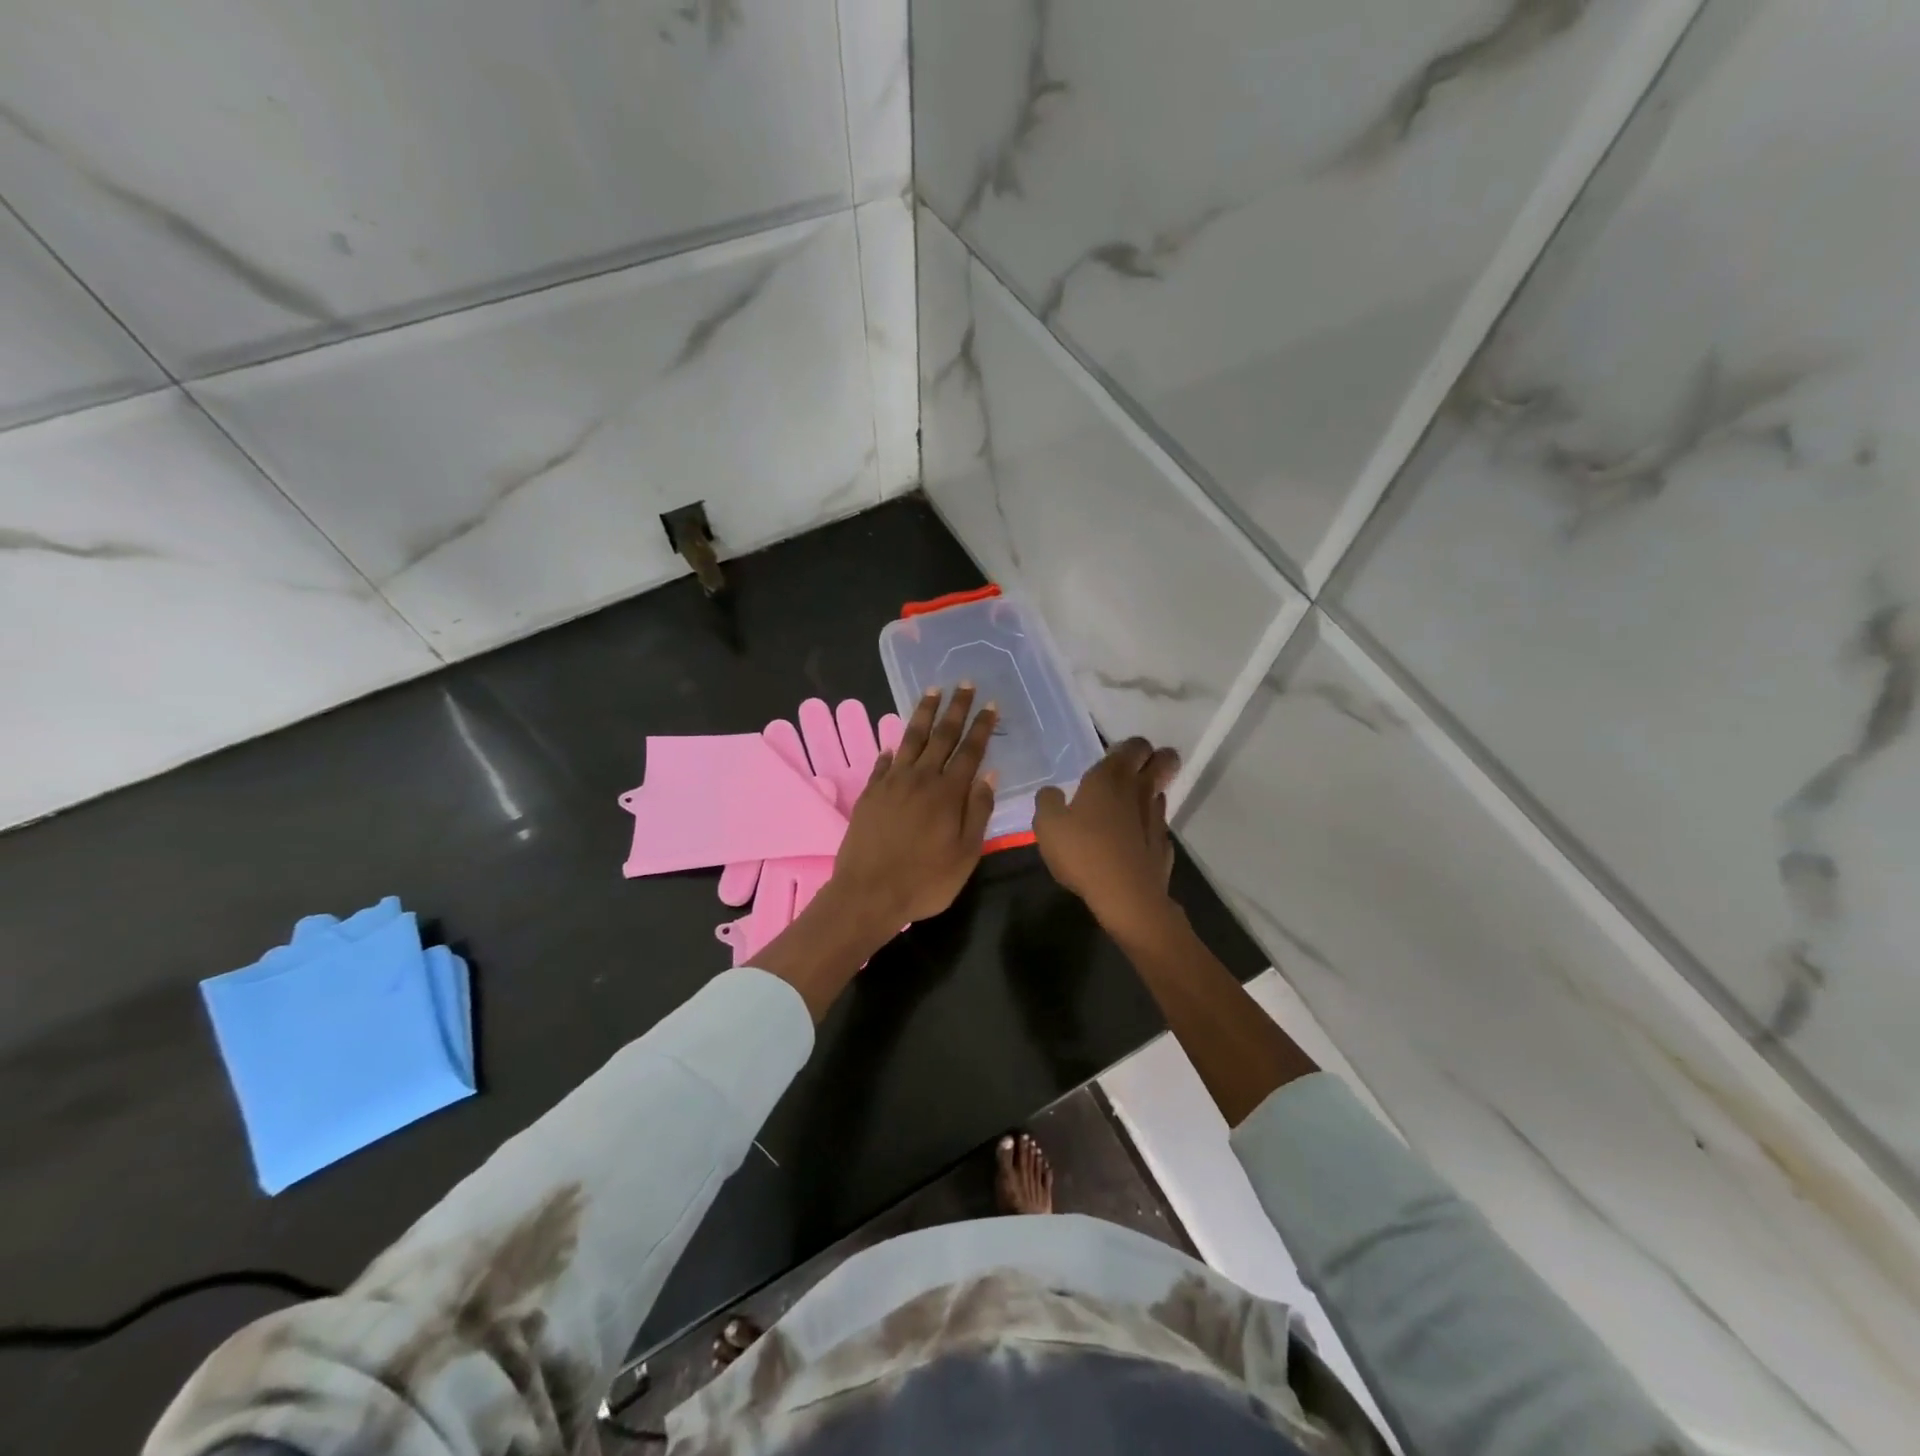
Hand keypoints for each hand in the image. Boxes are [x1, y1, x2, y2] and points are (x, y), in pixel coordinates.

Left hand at [830, 683, 998, 930]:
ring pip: (911, 740)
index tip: (990, 705)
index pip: (970, 752)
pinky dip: (891, 750)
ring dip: (923, 714)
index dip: (982, 727)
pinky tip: (893, 743)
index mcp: (948, 793)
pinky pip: (883, 763)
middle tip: (965, 684)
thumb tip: (989, 775)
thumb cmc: (925, 881)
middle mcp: (921, 779)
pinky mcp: (870, 793)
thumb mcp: (965, 854)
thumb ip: (978, 811)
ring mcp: (892, 783)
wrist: (868, 893)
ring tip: (932, 691)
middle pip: (942, 736)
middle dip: (956, 709)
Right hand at [1033, 738, 1180, 937]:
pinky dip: (1148, 829)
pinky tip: (1133, 842)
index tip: (1117, 756)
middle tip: (1139, 769)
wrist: (1126, 897)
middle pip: (1164, 761)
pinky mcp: (1164, 847)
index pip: (1135, 746)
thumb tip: (1052, 792)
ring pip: (1160, 794)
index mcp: (1111, 778)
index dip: (1131, 747)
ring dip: (1150, 794)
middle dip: (1158, 759)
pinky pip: (1158, 828)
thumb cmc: (1083, 853)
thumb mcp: (1047, 826)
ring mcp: (1157, 819)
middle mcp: (1139, 791)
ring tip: (1129, 807)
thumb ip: (1048, 802)